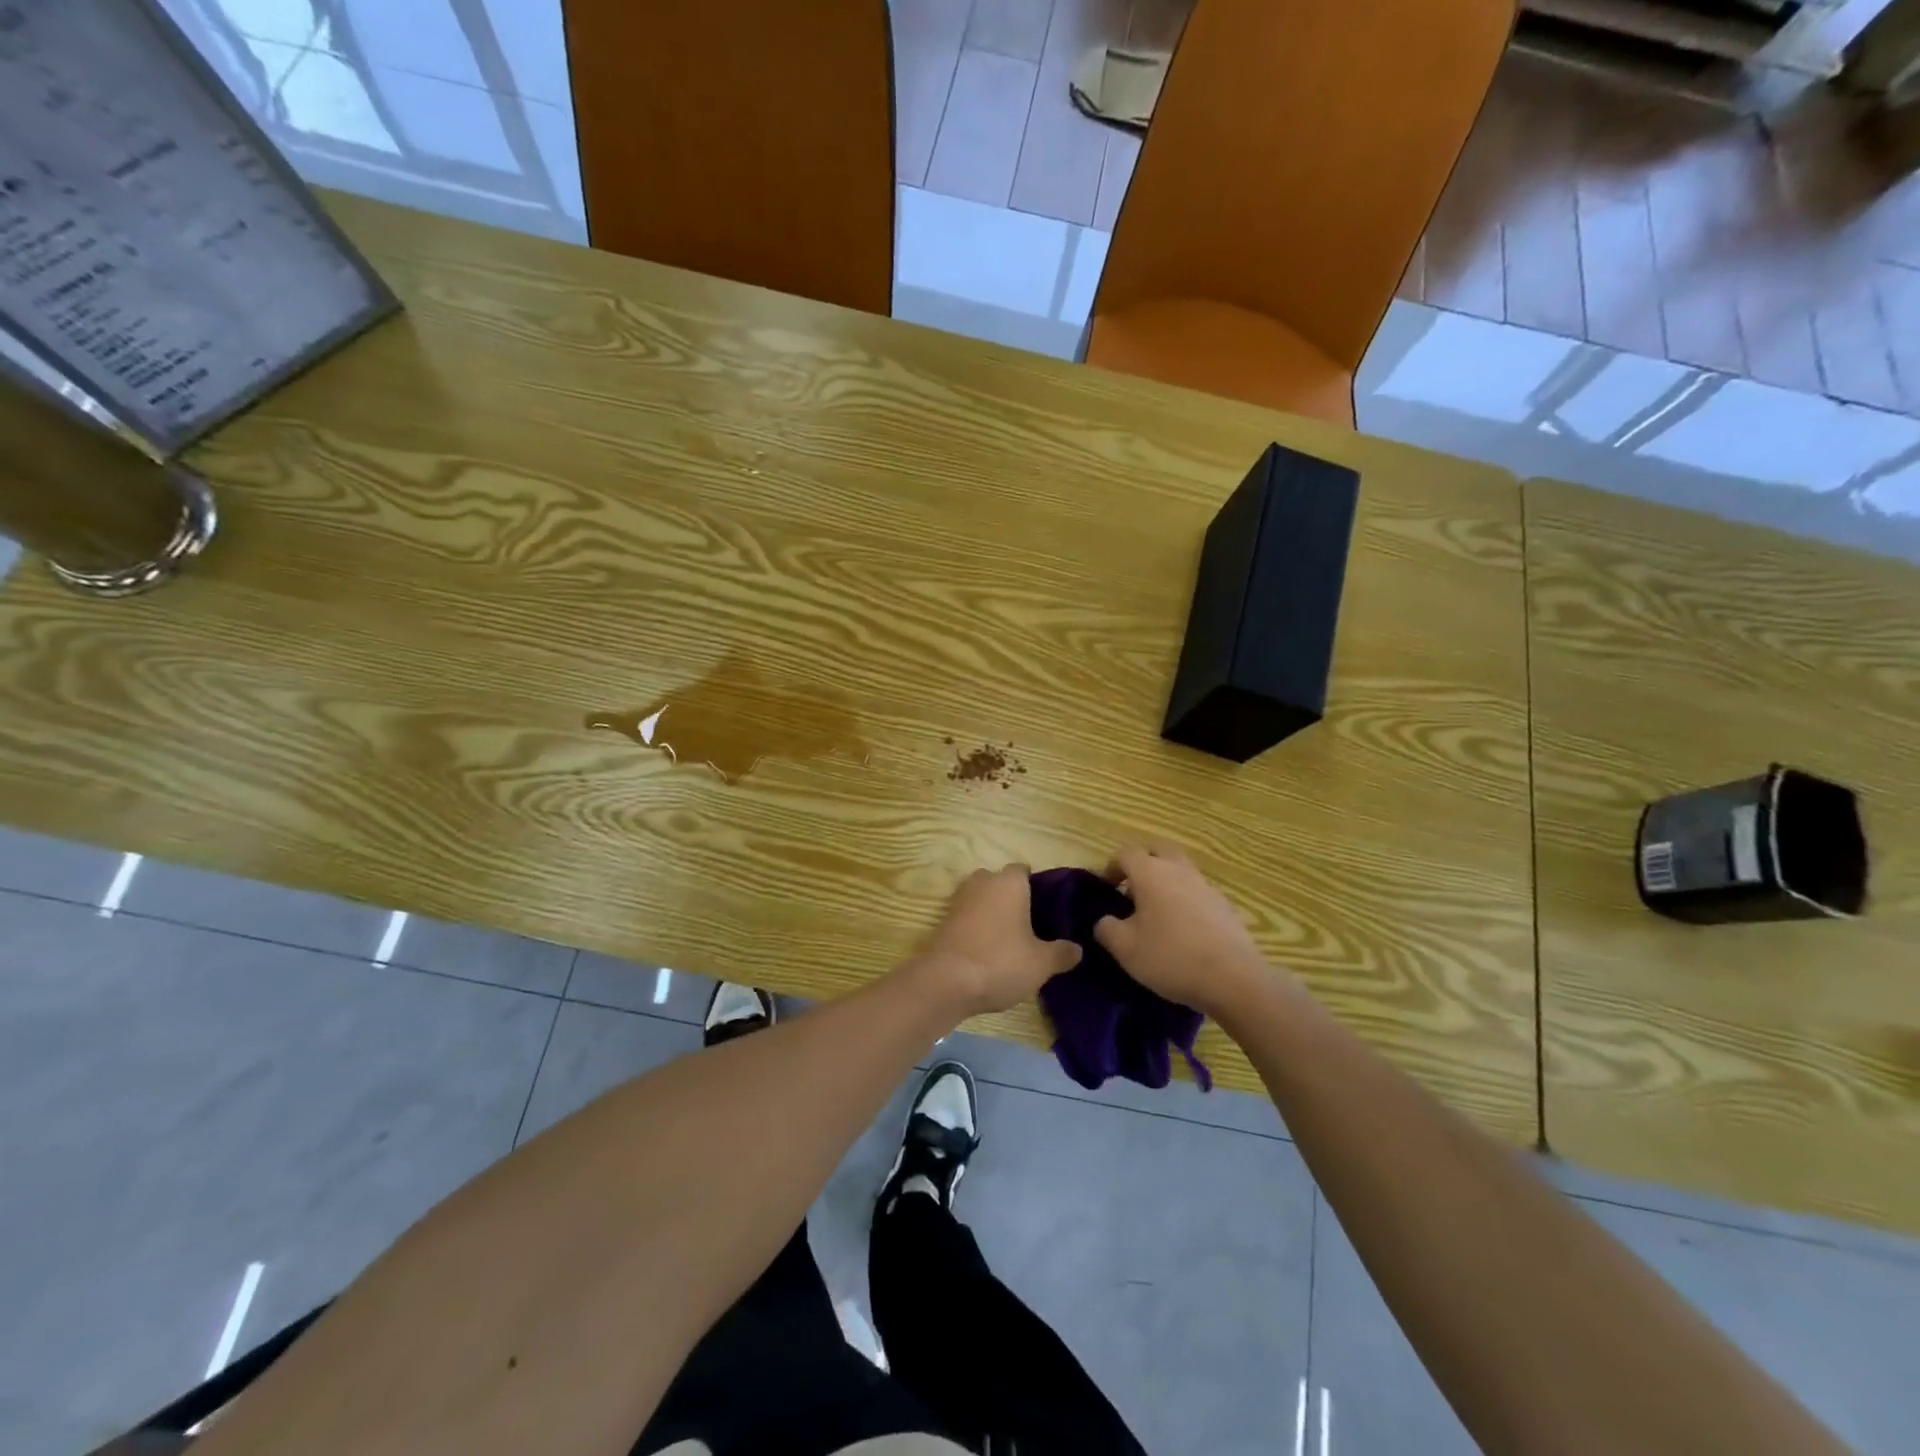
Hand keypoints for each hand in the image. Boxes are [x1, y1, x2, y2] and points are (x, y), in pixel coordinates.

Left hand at [917, 864, 1081, 1015]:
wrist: (945, 982)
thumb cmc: (1000, 962)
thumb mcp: (1042, 963)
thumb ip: (1062, 953)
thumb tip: (1077, 948)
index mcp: (1009, 882)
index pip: (1024, 870)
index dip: (1037, 887)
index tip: (1049, 910)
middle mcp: (982, 882)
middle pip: (1001, 883)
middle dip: (1013, 899)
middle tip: (1032, 926)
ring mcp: (959, 900)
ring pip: (982, 900)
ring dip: (993, 914)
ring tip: (1012, 941)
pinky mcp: (943, 921)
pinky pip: (968, 918)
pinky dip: (977, 928)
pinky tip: (989, 952)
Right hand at [1095, 843, 1266, 1018]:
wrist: (1233, 978)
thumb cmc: (1170, 957)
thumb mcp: (1124, 948)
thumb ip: (1106, 928)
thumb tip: (1104, 920)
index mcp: (1150, 873)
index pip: (1125, 854)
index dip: (1111, 867)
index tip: (1106, 888)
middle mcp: (1179, 870)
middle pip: (1158, 851)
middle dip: (1143, 864)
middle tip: (1133, 889)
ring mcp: (1206, 886)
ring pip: (1180, 870)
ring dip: (1166, 882)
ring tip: (1156, 913)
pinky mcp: (1225, 906)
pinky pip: (1198, 892)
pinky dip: (1185, 900)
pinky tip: (1183, 930)